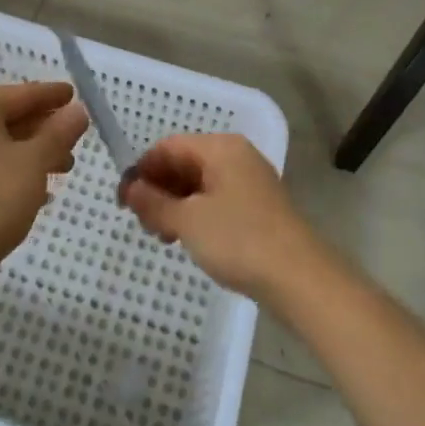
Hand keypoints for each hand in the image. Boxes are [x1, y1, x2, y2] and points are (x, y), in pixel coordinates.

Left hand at [0, 82, 88, 279]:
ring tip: (65, 168)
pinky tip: (39, 193)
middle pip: (10, 118)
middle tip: (76, 139)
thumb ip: (58, 133)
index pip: (23, 93)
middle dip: (45, 128)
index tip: (75, 95)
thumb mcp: (34, 162)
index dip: (52, 95)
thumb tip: (77, 111)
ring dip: (34, 153)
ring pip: (1, 145)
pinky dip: (15, 172)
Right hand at [122, 134, 316, 297]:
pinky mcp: (258, 207)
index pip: (169, 146)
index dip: (142, 170)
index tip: (123, 200)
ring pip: (200, 184)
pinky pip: (217, 200)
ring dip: (176, 205)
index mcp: (220, 148)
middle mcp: (237, 156)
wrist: (300, 278)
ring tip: (163, 236)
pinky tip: (189, 239)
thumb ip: (154, 203)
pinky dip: (197, 214)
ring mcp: (250, 181)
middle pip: (185, 163)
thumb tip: (130, 188)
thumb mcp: (188, 222)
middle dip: (159, 189)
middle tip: (142, 223)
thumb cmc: (239, 240)